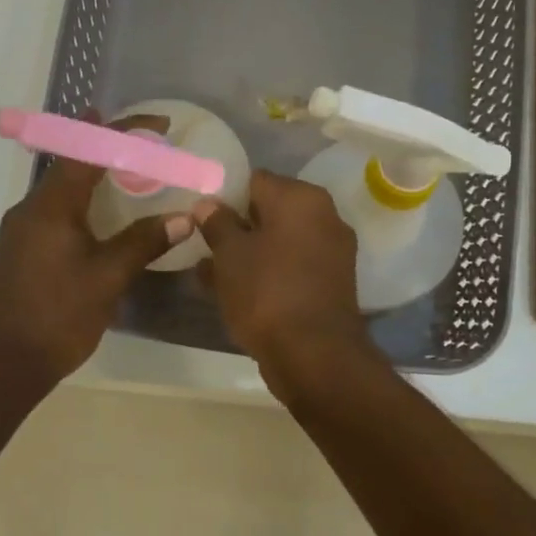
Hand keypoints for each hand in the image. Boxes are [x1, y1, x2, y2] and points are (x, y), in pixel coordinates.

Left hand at [0, 116, 192, 388]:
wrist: (3, 364)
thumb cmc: (57, 316)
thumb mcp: (108, 278)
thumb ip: (144, 242)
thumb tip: (183, 218)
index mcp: (50, 207)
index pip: (87, 151)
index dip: (123, 132)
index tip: (158, 125)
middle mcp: (31, 209)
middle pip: (72, 163)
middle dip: (109, 148)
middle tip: (148, 147)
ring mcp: (22, 230)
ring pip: (63, 188)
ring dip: (95, 174)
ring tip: (131, 174)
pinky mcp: (21, 251)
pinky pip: (56, 210)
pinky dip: (84, 201)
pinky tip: (103, 217)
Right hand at [193, 171, 377, 401]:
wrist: (314, 355)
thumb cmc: (266, 292)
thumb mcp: (229, 254)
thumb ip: (217, 222)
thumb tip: (208, 203)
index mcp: (301, 198)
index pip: (256, 180)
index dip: (225, 196)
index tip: (202, 217)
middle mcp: (325, 216)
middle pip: (270, 211)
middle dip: (238, 227)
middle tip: (205, 246)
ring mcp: (332, 252)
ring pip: (280, 243)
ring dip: (250, 253)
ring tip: (212, 273)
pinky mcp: (332, 283)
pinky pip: (292, 267)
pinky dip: (268, 274)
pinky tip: (237, 292)